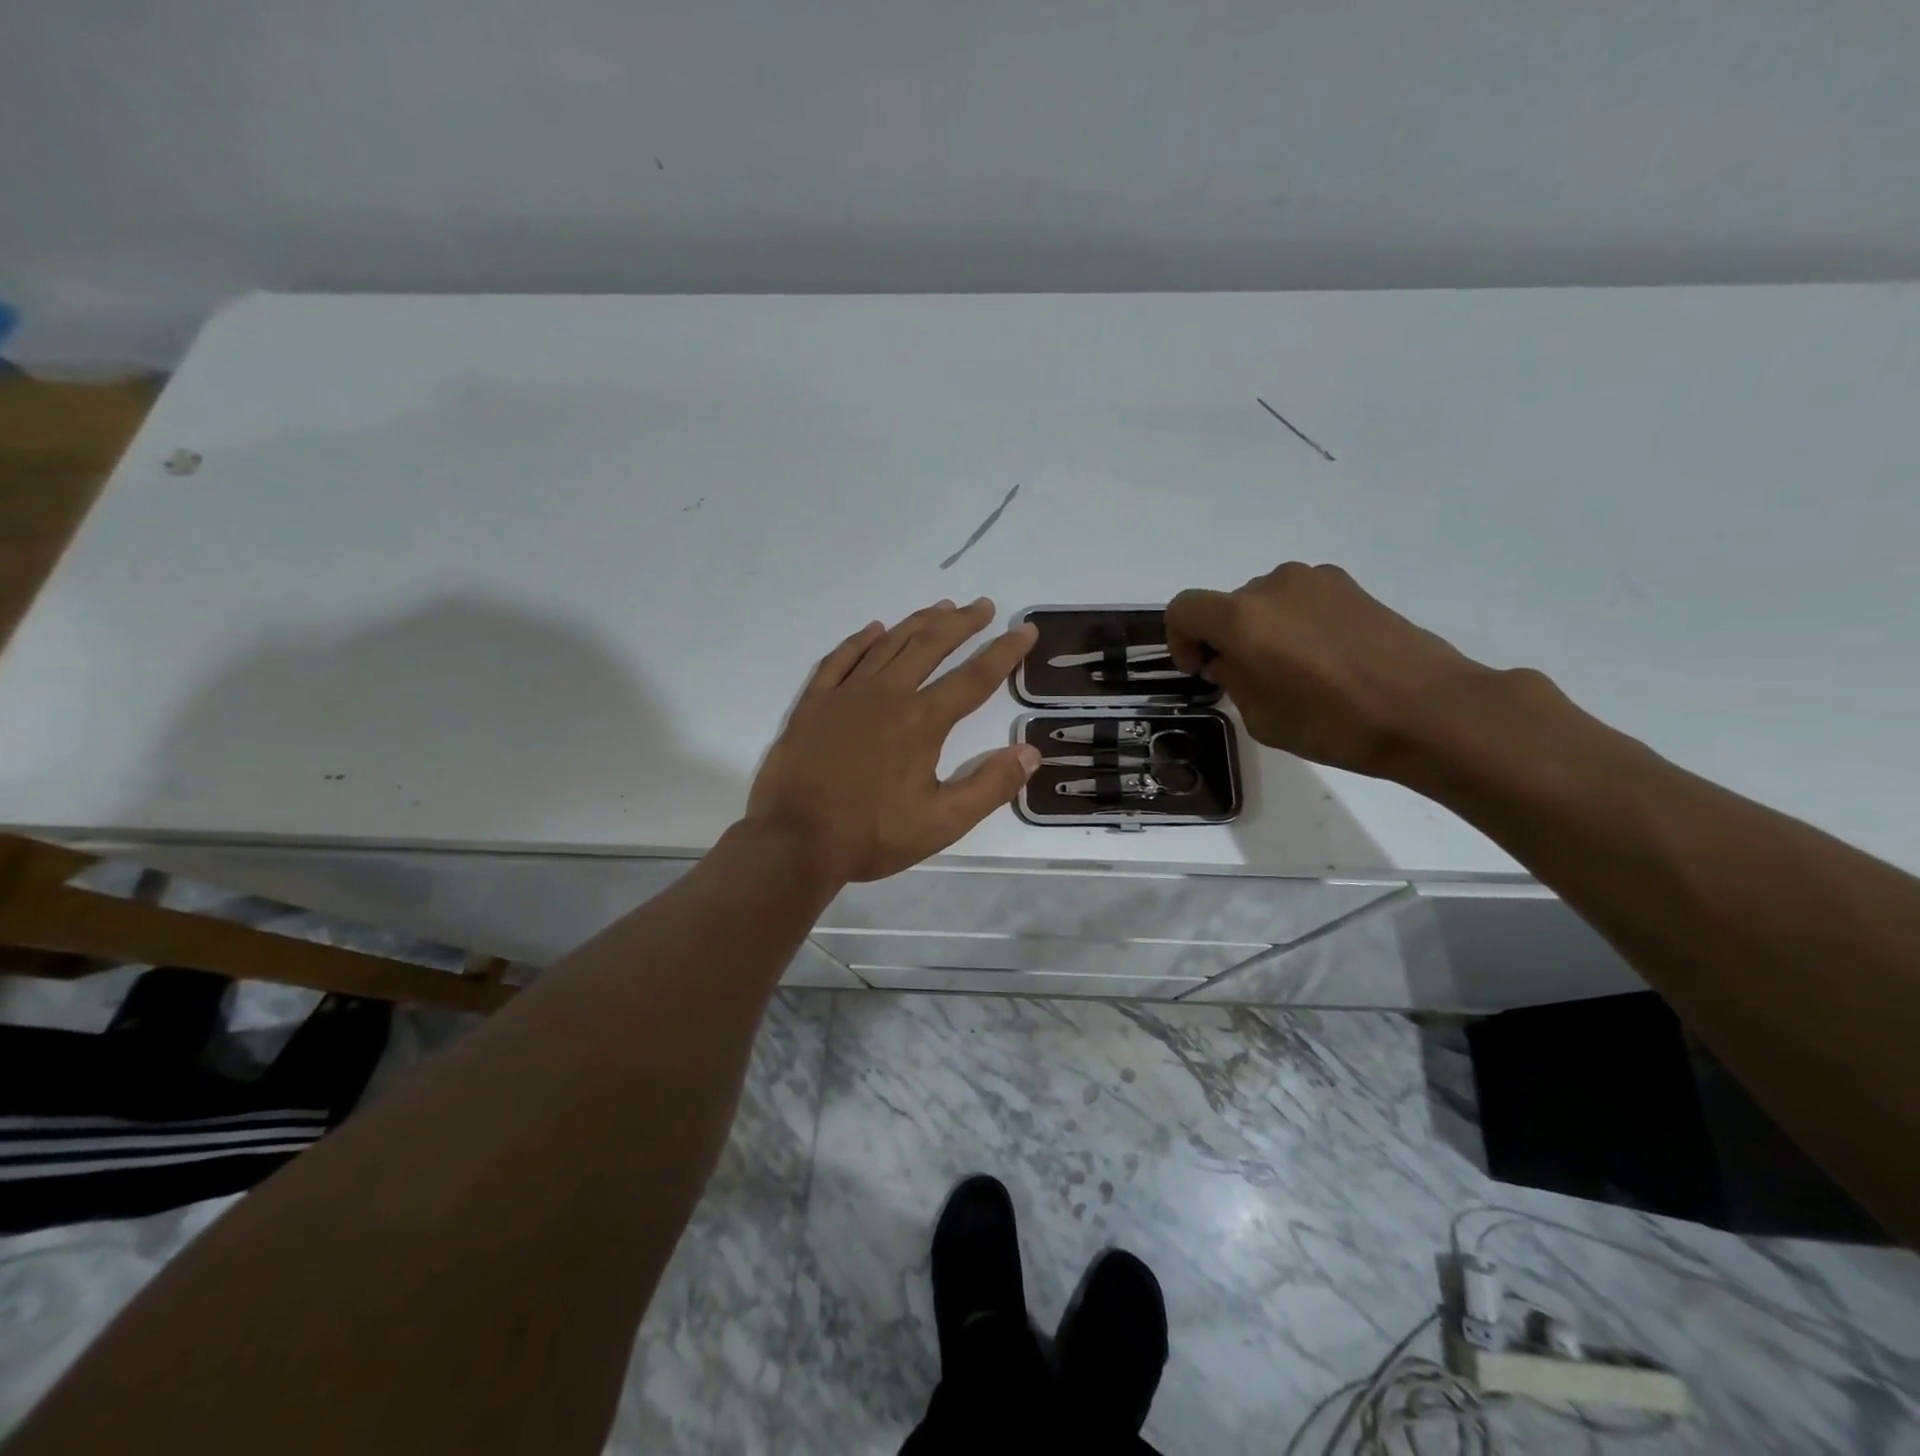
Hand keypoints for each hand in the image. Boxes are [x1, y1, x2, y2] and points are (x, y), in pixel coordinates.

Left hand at [746, 599, 1040, 882]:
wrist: (794, 840)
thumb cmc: (871, 835)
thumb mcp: (942, 823)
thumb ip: (990, 786)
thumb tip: (1030, 752)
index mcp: (921, 722)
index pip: (974, 678)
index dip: (1004, 652)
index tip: (1024, 630)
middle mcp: (887, 695)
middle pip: (930, 646)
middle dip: (961, 623)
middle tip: (982, 606)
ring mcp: (845, 694)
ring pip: (888, 644)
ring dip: (918, 622)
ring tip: (941, 607)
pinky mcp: (813, 703)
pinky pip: (840, 659)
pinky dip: (860, 641)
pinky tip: (874, 629)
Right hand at [1166, 563, 1496, 778]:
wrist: (1430, 710)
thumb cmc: (1336, 723)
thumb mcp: (1263, 719)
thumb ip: (1233, 680)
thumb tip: (1230, 661)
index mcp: (1242, 618)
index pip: (1183, 609)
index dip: (1180, 640)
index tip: (1202, 670)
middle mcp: (1273, 586)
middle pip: (1226, 605)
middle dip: (1225, 638)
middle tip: (1248, 679)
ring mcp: (1316, 580)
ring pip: (1265, 601)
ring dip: (1262, 630)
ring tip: (1292, 670)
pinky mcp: (1350, 586)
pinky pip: (1301, 600)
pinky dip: (1295, 623)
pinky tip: (1325, 659)